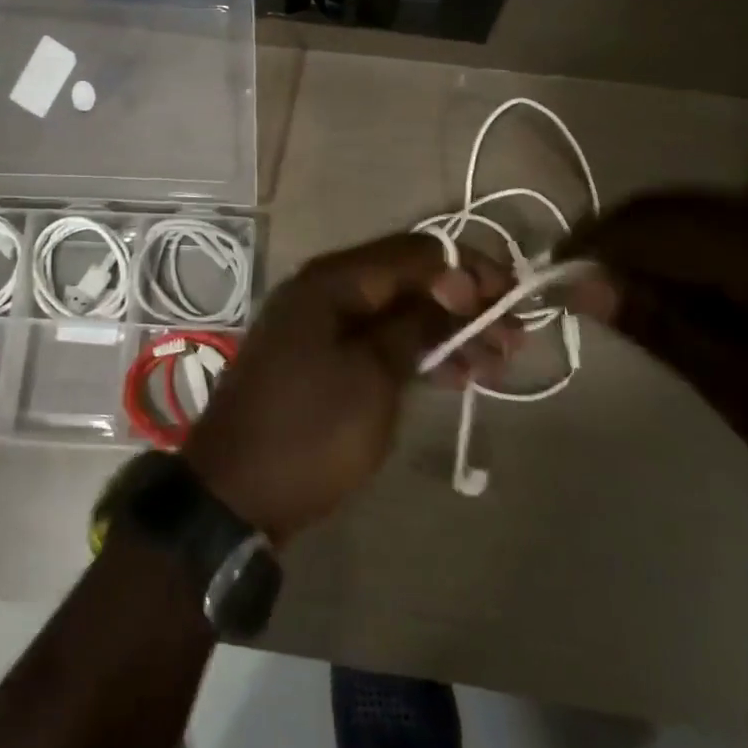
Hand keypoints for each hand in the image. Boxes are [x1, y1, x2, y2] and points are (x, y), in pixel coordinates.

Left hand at [182, 233, 517, 544]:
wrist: (233, 494)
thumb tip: (457, 283)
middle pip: (409, 279)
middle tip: (514, 339)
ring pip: (397, 312)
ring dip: (447, 332)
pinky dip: (416, 353)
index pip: (417, 253)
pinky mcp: (321, 358)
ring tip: (496, 364)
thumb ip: (418, 324)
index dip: (470, 270)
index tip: (513, 302)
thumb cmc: (309, 431)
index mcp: (333, 279)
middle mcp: (325, 289)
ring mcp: (320, 324)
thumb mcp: (373, 377)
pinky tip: (454, 375)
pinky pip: (378, 340)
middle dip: (464, 304)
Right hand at [559, 191, 747, 551]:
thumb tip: (579, 286)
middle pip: (676, 208)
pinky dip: (693, 257)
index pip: (660, 227)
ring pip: (701, 214)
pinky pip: (736, 228)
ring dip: (653, 251)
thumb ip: (668, 334)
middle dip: (618, 245)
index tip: (546, 279)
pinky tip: (687, 300)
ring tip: (624, 303)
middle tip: (577, 293)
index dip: (594, 247)